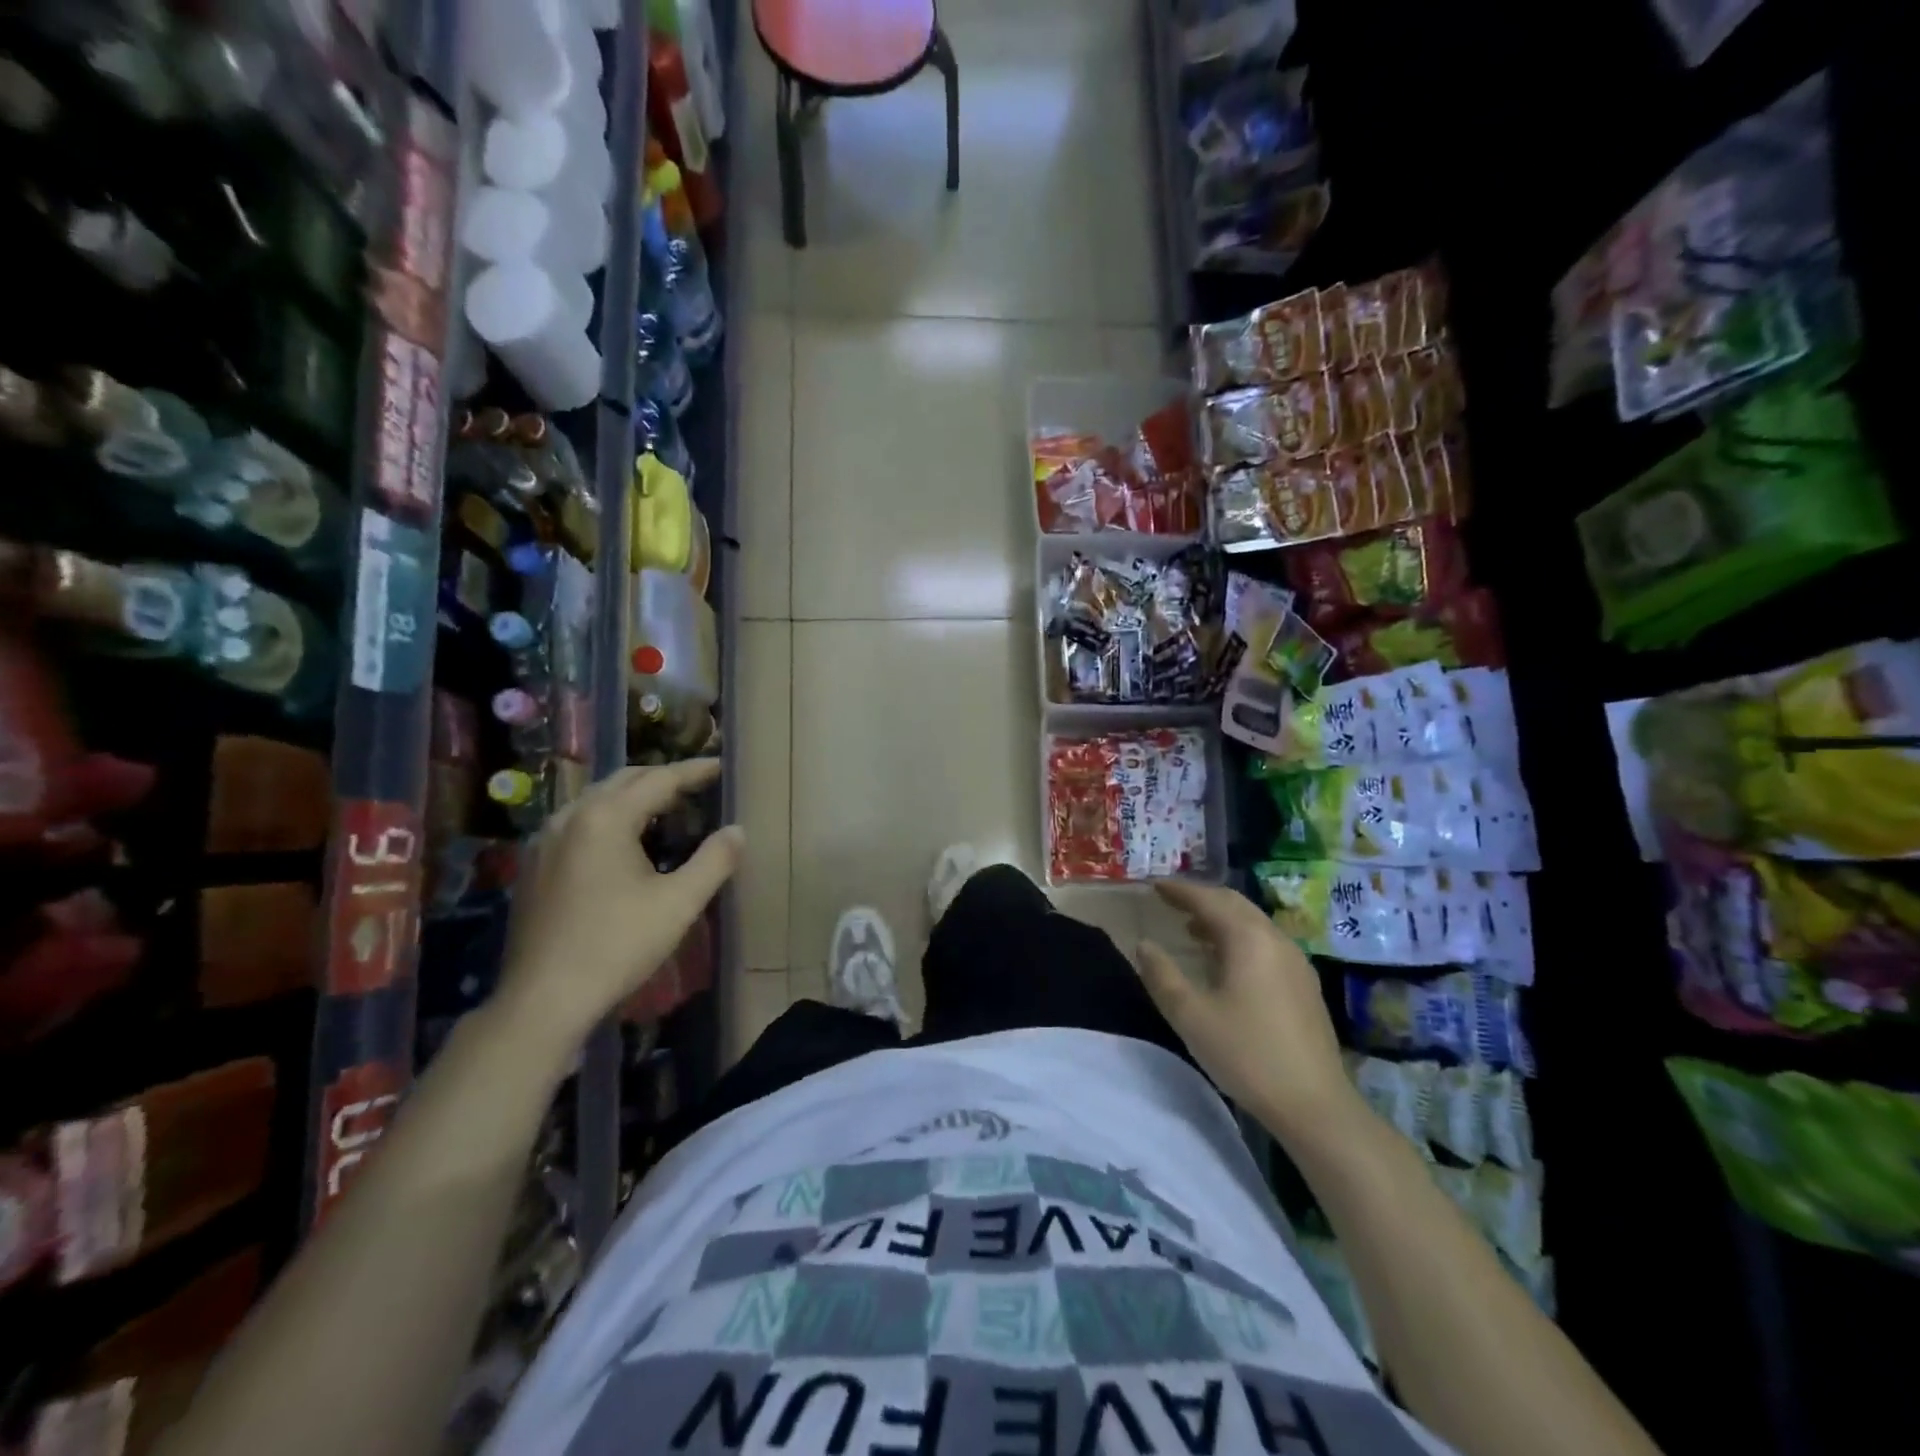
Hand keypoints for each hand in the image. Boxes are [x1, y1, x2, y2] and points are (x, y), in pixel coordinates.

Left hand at [496, 761, 742, 1052]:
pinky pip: (579, 821)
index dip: (694, 771)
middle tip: (697, 785)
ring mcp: (545, 839)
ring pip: (597, 799)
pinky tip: (624, 841)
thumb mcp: (679, 903)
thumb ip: (714, 860)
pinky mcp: (534, 864)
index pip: (660, 779)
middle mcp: (571, 816)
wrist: (543, 999)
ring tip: (665, 808)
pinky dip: (609, 816)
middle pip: (624, 780)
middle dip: (663, 777)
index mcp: (606, 817)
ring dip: (634, 796)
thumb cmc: (617, 945)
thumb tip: (737, 830)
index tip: (721, 767)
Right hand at [1136, 881, 1357, 1135]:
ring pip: (1253, 923)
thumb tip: (1144, 945)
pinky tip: (1225, 963)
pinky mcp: (1305, 984)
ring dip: (1221, 919)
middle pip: (1235, 904)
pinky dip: (1239, 938)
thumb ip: (1162, 975)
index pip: (1208, 899)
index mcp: (1247, 938)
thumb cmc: (1246, 1054)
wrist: (1314, 1104)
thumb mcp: (1191, 1015)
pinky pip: (1265, 943)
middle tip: (1172, 902)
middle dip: (1202, 899)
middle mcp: (1275, 939)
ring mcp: (1295, 961)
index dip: (1179, 891)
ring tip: (1191, 931)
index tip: (1155, 886)